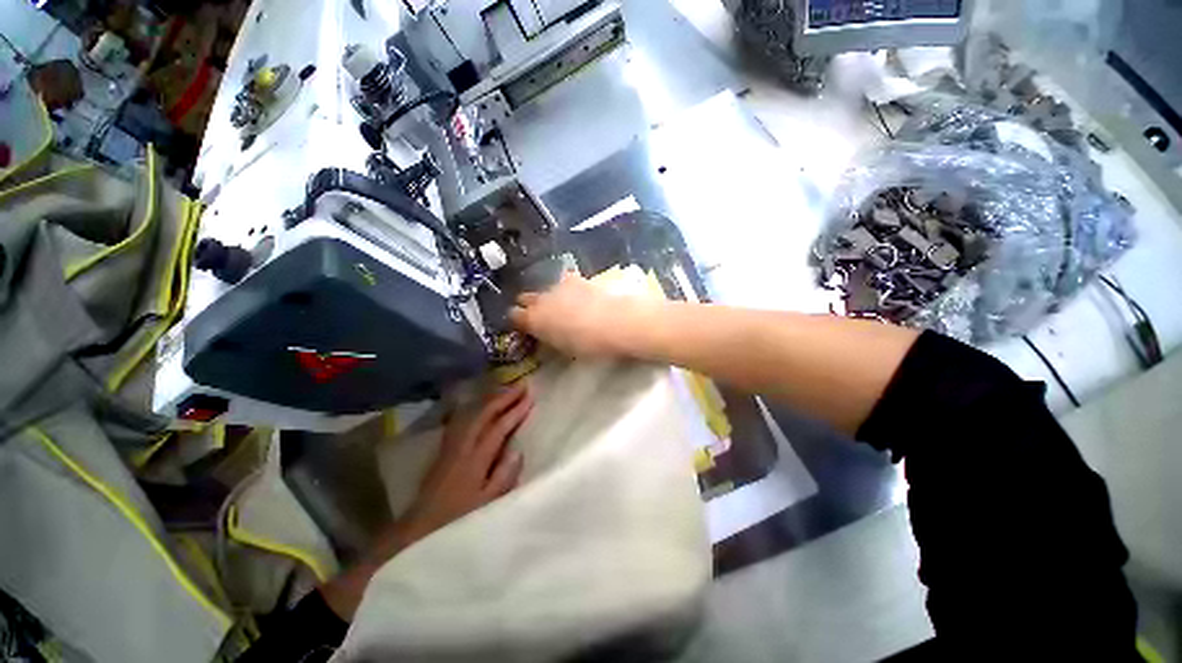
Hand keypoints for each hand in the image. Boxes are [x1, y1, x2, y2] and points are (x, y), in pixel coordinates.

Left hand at [398, 380, 532, 543]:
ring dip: (490, 399)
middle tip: (522, 385)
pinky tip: (480, 406)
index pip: (498, 428)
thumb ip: (503, 477)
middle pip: (483, 413)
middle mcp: (461, 446)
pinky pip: (462, 419)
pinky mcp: (444, 449)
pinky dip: (475, 407)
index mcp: (474, 459)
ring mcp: (451, 445)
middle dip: (504, 397)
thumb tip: (518, 450)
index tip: (531, 397)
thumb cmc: (457, 522)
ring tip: (506, 391)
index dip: (515, 411)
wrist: (418, 532)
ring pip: (471, 413)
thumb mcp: (486, 505)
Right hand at [509, 272, 644, 357]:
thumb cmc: (590, 345)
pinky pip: (566, 282)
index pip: (514, 316)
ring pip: (546, 289)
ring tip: (565, 307)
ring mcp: (559, 285)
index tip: (526, 328)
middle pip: (525, 298)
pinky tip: (581, 297)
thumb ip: (550, 338)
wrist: (617, 322)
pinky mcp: (578, 278)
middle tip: (544, 317)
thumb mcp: (564, 348)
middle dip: (530, 306)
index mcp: (534, 319)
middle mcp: (541, 299)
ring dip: (550, 297)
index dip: (518, 321)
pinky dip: (569, 289)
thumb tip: (547, 335)